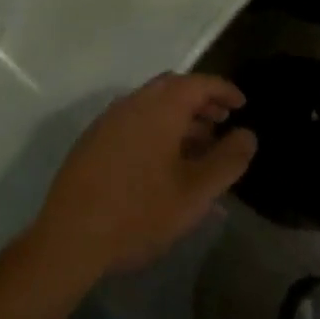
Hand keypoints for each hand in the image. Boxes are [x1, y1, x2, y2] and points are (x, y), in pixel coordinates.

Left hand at [32, 74, 256, 280]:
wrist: (71, 236)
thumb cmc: (140, 212)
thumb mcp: (195, 192)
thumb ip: (227, 160)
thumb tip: (248, 135)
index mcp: (160, 106)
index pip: (199, 82)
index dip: (224, 90)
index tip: (242, 104)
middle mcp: (133, 102)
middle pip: (173, 89)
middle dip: (201, 102)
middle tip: (222, 123)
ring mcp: (110, 119)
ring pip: (152, 106)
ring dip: (179, 118)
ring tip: (199, 149)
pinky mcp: (94, 140)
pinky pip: (135, 122)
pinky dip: (157, 130)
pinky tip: (165, 165)